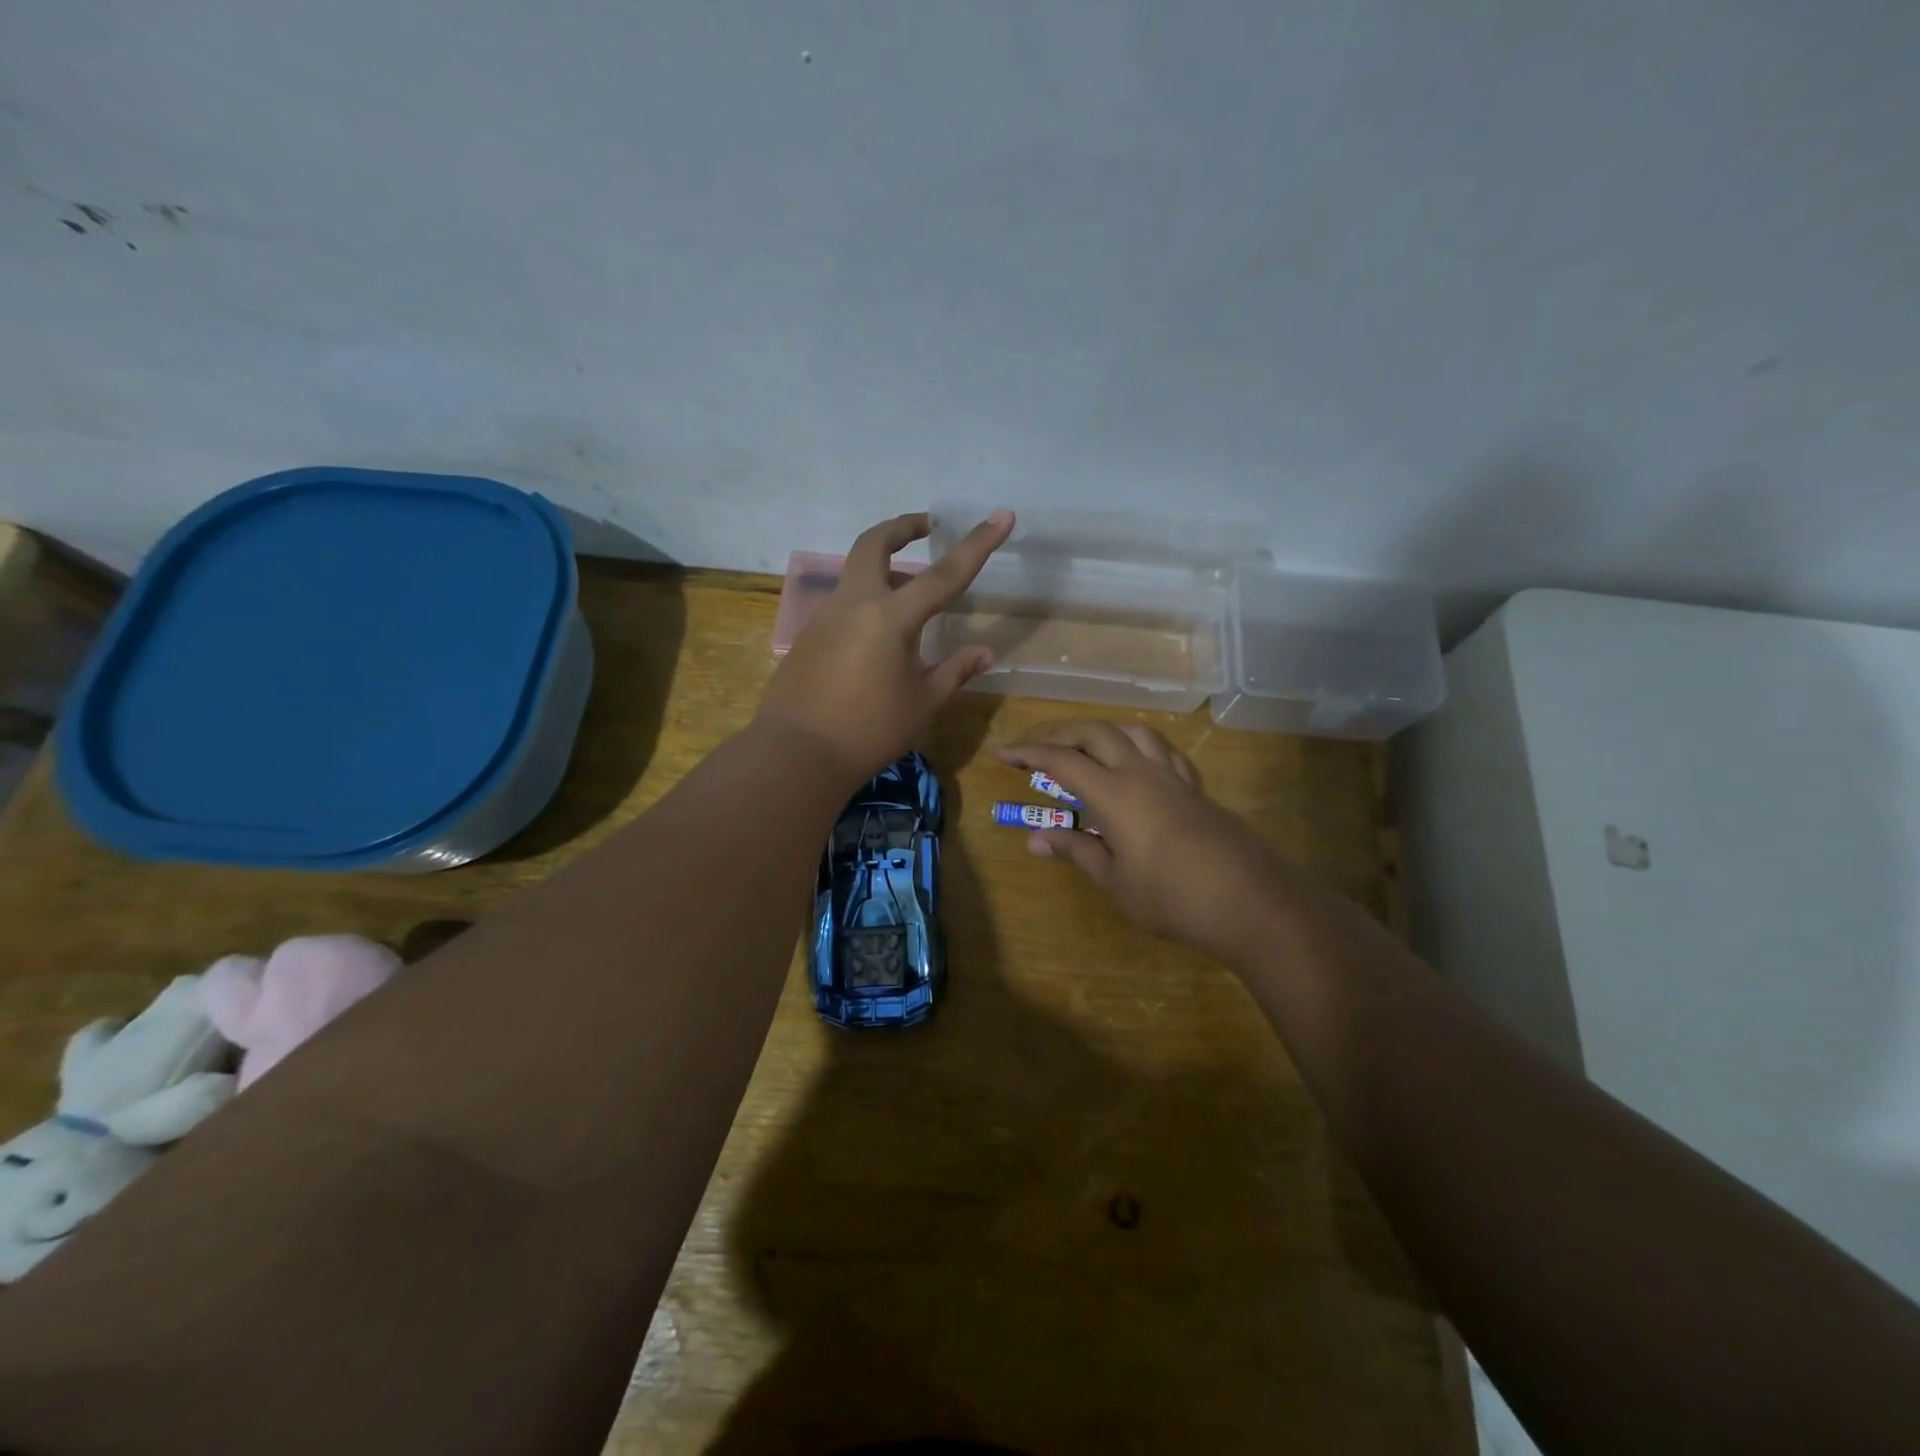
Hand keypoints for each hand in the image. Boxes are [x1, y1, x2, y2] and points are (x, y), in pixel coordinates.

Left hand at [756, 510, 1013, 782]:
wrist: (797, 755)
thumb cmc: (869, 730)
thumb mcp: (922, 703)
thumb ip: (954, 671)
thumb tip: (985, 653)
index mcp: (891, 617)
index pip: (944, 574)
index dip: (978, 544)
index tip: (1001, 515)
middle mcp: (855, 605)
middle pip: (874, 544)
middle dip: (901, 527)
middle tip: (925, 526)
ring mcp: (825, 618)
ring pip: (856, 575)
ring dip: (884, 570)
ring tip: (910, 595)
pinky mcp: (808, 638)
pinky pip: (843, 606)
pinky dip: (867, 604)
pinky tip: (878, 639)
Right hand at [998, 722, 1290, 962]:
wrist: (1251, 902)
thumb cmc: (1173, 898)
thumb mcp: (1115, 882)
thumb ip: (1077, 851)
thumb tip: (1035, 839)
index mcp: (1115, 794)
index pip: (1062, 760)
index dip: (1028, 752)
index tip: (1002, 753)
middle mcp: (1142, 773)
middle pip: (1096, 732)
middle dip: (1060, 733)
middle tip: (1037, 749)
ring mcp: (1173, 776)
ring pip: (1133, 731)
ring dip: (1102, 730)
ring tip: (1085, 747)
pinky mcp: (1196, 787)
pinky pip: (1162, 749)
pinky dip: (1138, 744)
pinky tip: (1136, 763)